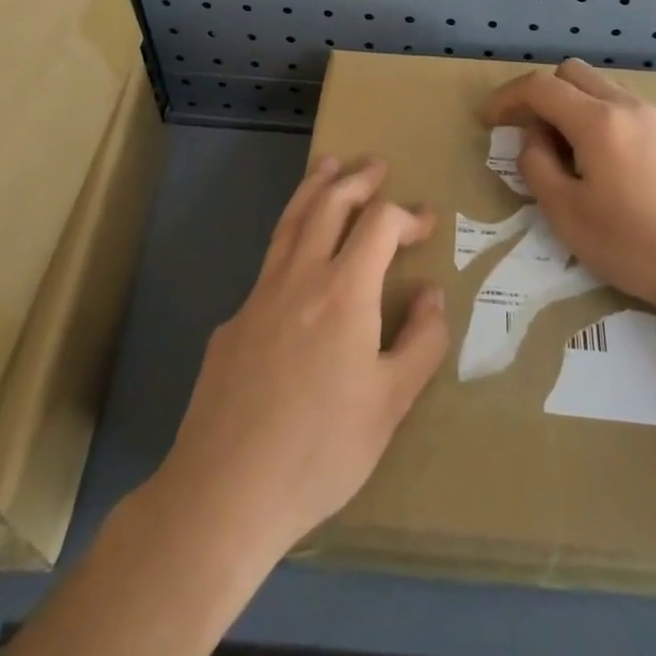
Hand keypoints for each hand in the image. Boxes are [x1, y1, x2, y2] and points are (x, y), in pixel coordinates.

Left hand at [155, 158, 448, 565]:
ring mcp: (258, 296)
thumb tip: (431, 294)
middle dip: (356, 180)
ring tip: (327, 166)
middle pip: (328, 205)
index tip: (426, 222)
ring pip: (290, 222)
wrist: (224, 490)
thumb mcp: (391, 403)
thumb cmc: (321, 450)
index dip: (407, 215)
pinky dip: (290, 240)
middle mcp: (299, 277)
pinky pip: (268, 264)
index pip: (379, 224)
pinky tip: (296, 260)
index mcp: (344, 291)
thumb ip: (420, 341)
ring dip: (314, 189)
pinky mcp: (232, 323)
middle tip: (376, 165)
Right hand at [482, 59, 655, 311]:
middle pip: (574, 73)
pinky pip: (637, 114)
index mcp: (598, 122)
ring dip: (580, 109)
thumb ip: (537, 165)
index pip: (540, 86)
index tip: (490, 120)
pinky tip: (621, 168)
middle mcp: (632, 107)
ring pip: (608, 91)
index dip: (508, 97)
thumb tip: (533, 138)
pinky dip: (613, 125)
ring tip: (577, 156)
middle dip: (544, 94)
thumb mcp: (565, 214)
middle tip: (533, 134)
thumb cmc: (632, 245)